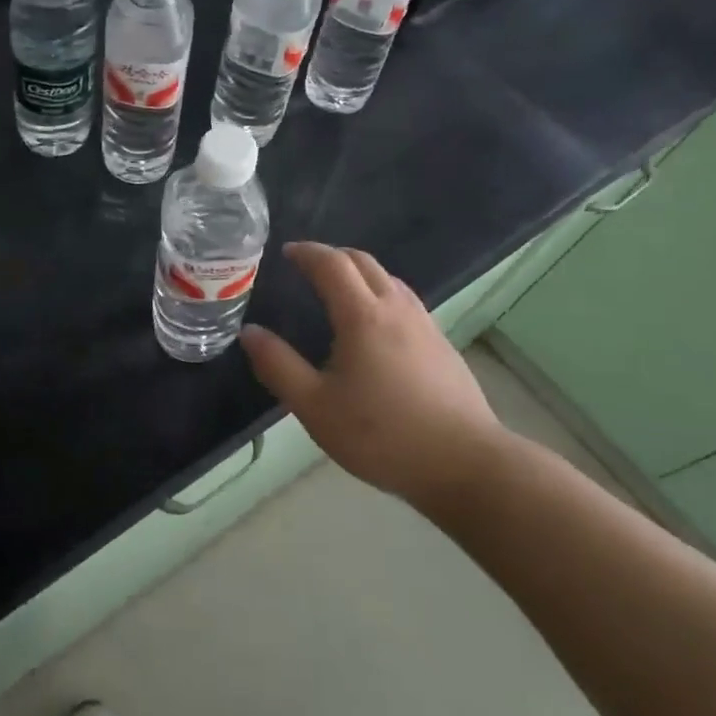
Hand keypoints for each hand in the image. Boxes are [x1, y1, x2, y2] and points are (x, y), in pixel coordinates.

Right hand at [239, 243, 512, 520]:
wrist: (465, 463)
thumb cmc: (382, 435)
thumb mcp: (316, 407)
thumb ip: (278, 366)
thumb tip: (249, 333)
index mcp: (362, 316)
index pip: (332, 264)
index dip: (307, 253)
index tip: (287, 252)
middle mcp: (396, 309)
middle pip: (364, 262)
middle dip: (333, 256)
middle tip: (308, 266)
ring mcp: (425, 325)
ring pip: (390, 279)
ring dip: (360, 272)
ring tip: (339, 290)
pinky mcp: (442, 345)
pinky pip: (406, 301)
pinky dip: (381, 293)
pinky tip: (376, 325)